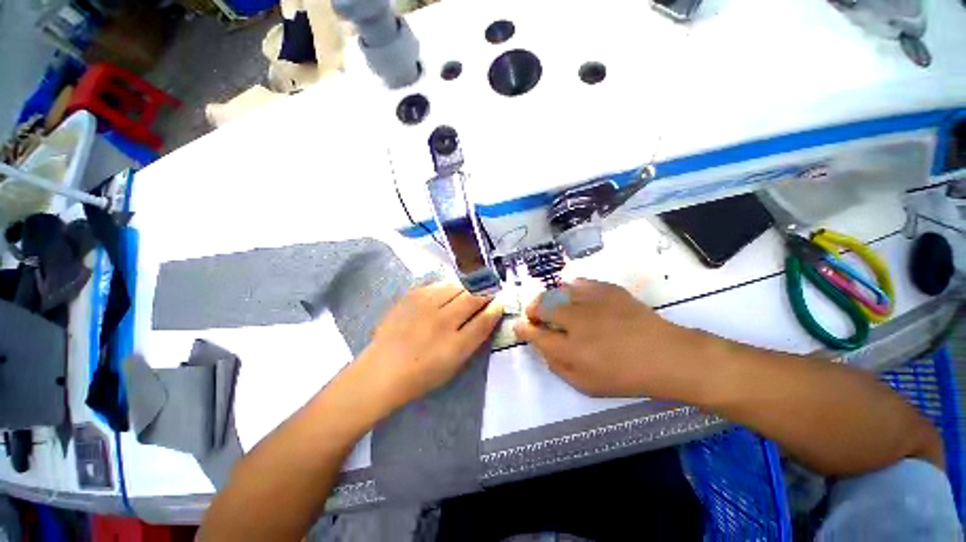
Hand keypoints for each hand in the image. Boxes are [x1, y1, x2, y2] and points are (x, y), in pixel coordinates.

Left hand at [355, 283, 503, 410]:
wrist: (382, 369)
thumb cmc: (421, 375)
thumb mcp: (454, 364)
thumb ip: (473, 339)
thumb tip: (486, 316)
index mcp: (455, 345)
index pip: (484, 319)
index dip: (496, 308)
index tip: (500, 301)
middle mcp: (443, 321)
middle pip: (473, 297)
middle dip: (485, 292)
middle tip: (488, 291)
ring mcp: (426, 306)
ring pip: (457, 286)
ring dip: (468, 287)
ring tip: (469, 290)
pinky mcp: (412, 296)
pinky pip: (438, 284)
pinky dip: (448, 286)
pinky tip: (447, 292)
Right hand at [514, 279, 700, 398]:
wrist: (666, 356)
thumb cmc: (625, 376)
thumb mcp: (586, 385)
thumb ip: (557, 366)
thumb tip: (541, 347)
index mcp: (570, 349)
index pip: (535, 334)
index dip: (523, 328)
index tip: (519, 326)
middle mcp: (576, 321)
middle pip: (541, 306)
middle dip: (533, 309)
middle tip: (536, 315)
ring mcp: (592, 302)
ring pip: (557, 291)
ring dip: (549, 298)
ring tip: (554, 305)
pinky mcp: (607, 290)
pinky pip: (579, 283)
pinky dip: (570, 288)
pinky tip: (574, 295)